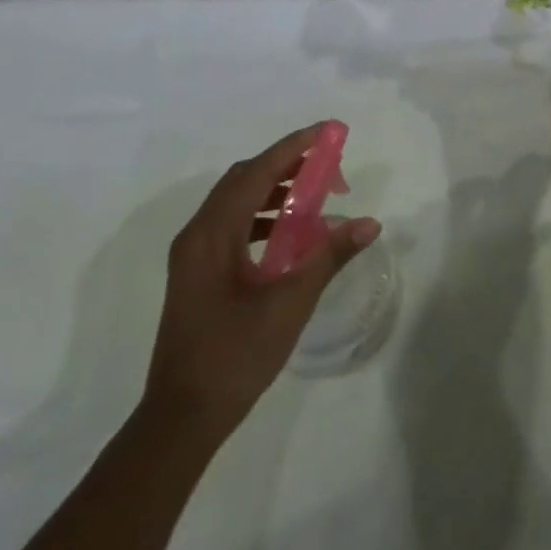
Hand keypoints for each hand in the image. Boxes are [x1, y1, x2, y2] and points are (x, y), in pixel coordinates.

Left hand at [142, 124, 380, 438]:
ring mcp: (192, 256)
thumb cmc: (235, 355)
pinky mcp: (195, 274)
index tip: (327, 132)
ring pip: (235, 202)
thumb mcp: (290, 302)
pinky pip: (231, 225)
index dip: (293, 147)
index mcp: (212, 234)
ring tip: (313, 195)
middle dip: (285, 165)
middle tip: (326, 165)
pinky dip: (261, 216)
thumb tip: (368, 223)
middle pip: (243, 180)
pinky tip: (287, 235)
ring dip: (273, 190)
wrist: (182, 417)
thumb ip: (329, 256)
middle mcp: (196, 235)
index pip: (257, 172)